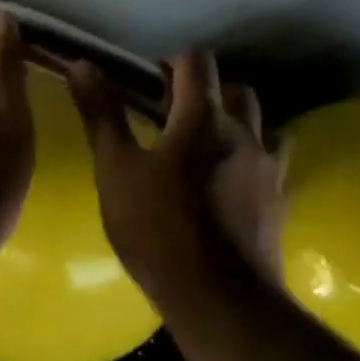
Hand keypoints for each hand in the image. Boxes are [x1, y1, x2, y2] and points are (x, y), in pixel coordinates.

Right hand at [67, 51, 287, 301]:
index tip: (151, 83)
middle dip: (206, 91)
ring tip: (204, 145)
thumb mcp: (115, 170)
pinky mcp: (279, 198)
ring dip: (234, 119)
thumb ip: (101, 115)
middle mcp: (244, 132)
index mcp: (202, 118)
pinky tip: (229, 178)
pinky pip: (272, 157)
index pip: (197, 62)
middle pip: (234, 87)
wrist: (219, 298)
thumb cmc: (157, 229)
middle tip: (173, 117)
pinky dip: (252, 153)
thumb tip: (81, 64)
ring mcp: (268, 165)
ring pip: (260, 120)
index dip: (173, 63)